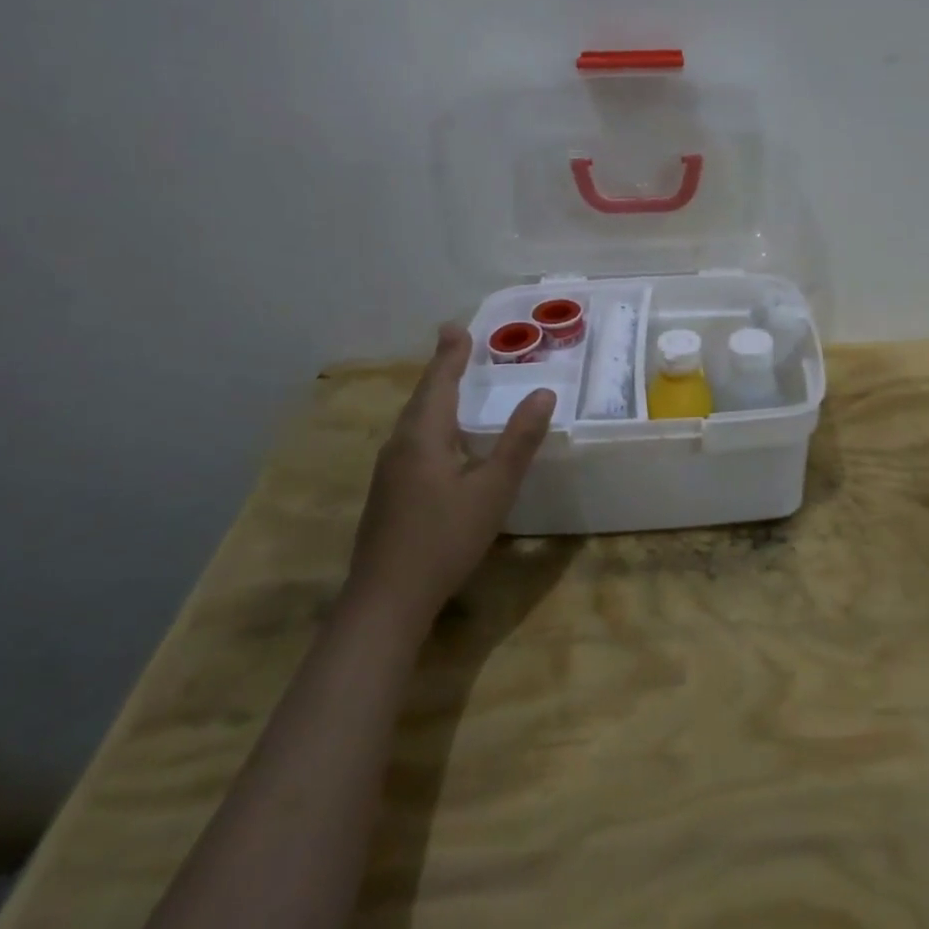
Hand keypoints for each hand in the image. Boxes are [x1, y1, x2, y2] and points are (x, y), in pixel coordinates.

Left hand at [349, 325, 554, 613]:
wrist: (385, 601)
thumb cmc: (444, 539)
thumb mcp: (492, 490)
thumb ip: (518, 441)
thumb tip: (543, 392)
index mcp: (423, 437)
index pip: (439, 382)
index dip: (451, 355)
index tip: (457, 326)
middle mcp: (399, 446)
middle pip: (423, 398)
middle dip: (442, 370)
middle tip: (458, 346)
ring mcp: (388, 472)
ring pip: (414, 421)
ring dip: (434, 397)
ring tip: (452, 384)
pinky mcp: (387, 494)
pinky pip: (411, 441)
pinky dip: (430, 423)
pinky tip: (441, 441)